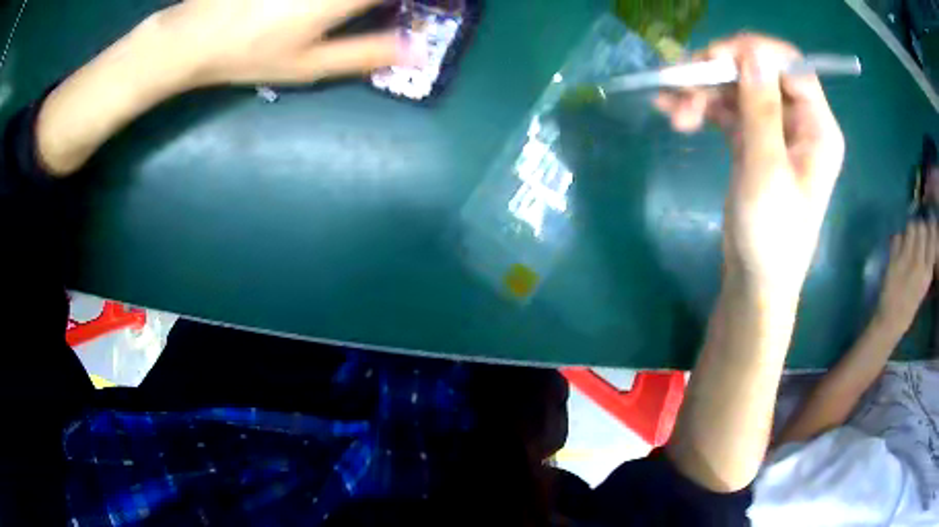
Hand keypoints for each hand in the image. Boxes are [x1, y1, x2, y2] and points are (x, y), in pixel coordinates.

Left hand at [149, 0, 418, 87]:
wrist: (195, 34)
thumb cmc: (252, 54)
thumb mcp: (310, 66)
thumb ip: (367, 53)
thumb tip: (416, 51)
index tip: (439, 6)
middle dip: (390, 1)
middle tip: (390, 11)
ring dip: (363, 3)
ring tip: (356, 14)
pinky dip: (337, 2)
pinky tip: (320, 10)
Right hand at [655, 34, 844, 299]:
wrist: (755, 281)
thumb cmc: (772, 236)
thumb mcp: (768, 172)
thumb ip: (762, 110)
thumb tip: (752, 54)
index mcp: (817, 128)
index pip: (791, 67)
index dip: (754, 52)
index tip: (714, 58)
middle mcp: (799, 122)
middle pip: (758, 72)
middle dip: (719, 73)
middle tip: (681, 83)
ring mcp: (774, 130)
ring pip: (737, 88)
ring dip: (703, 91)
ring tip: (672, 109)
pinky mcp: (752, 141)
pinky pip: (726, 110)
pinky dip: (701, 106)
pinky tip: (673, 112)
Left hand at [874, 220, 937, 336]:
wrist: (890, 322)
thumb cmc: (908, 310)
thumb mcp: (923, 288)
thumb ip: (926, 266)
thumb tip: (927, 244)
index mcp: (927, 274)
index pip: (932, 238)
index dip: (930, 230)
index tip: (928, 230)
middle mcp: (919, 263)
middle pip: (921, 227)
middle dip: (919, 227)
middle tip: (916, 235)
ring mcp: (906, 260)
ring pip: (910, 227)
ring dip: (909, 230)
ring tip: (908, 240)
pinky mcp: (893, 259)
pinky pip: (897, 236)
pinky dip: (898, 238)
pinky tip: (898, 248)